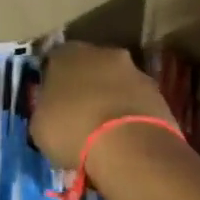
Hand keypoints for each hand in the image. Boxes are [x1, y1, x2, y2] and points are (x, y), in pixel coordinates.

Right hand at [31, 42, 176, 168]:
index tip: (51, 102)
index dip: (52, 81)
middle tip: (77, 114)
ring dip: (110, 99)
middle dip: (85, 86)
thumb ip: (45, 109)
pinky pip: (136, 101)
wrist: (129, 146)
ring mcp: (135, 71)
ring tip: (103, 131)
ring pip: (116, 83)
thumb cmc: (72, 130)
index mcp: (67, 54)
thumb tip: (51, 111)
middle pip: (89, 67)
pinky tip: (123, 138)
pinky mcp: (159, 93)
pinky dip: (129, 114)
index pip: (54, 60)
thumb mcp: (40, 125)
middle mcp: (102, 52)